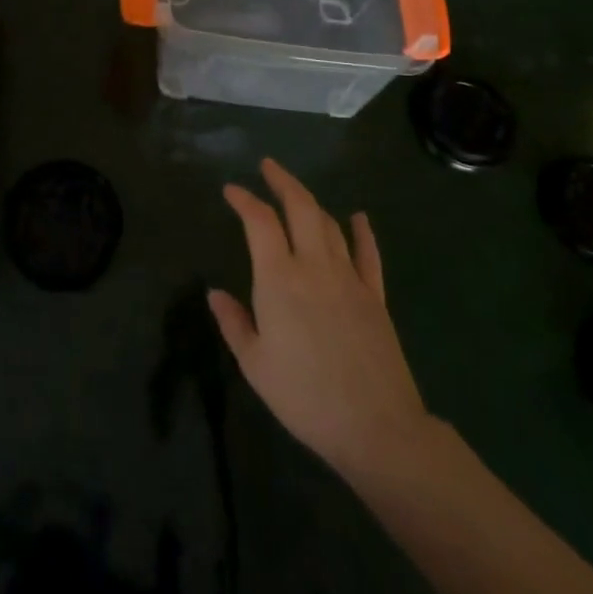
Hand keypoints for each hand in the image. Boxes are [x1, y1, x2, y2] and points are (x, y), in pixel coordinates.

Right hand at [210, 159, 434, 483]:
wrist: (377, 427)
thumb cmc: (305, 397)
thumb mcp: (255, 364)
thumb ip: (233, 323)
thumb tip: (215, 292)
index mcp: (279, 279)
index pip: (259, 222)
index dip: (244, 199)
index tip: (231, 190)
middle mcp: (314, 266)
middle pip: (300, 208)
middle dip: (282, 181)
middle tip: (268, 166)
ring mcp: (349, 278)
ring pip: (330, 224)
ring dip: (311, 202)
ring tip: (297, 193)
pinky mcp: (375, 296)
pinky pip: (368, 254)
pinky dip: (362, 231)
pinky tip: (358, 218)